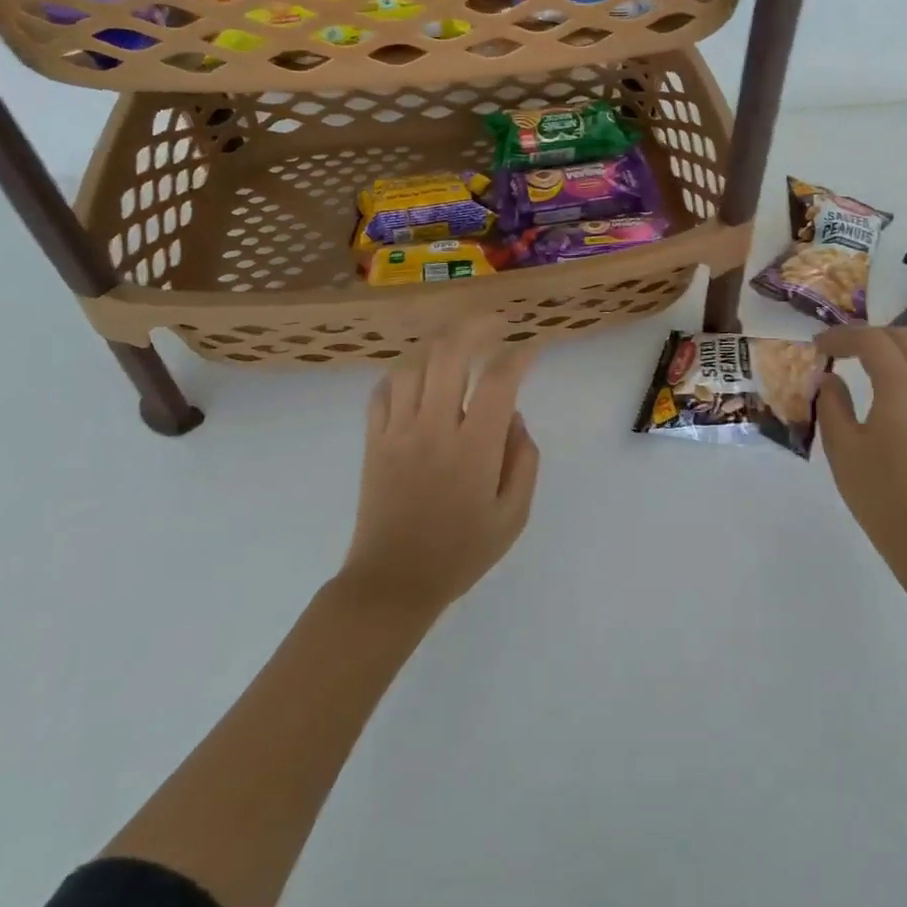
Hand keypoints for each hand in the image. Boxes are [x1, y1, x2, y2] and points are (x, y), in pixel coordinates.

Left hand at [339, 323, 540, 616]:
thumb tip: (514, 417)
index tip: (533, 347)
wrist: (394, 582)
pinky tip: (419, 375)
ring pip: (412, 364)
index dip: (521, 355)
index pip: (500, 380)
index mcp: (474, 448)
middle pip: (449, 353)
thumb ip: (524, 460)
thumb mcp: (514, 515)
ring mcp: (397, 431)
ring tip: (458, 344)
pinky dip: (403, 372)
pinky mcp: (373, 441)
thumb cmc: (461, 552)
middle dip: (476, 327)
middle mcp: (434, 428)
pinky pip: (383, 390)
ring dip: (438, 345)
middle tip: (496, 324)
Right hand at [816, 326, 906, 592]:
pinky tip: (895, 380)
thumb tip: (830, 378)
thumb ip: (832, 403)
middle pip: (902, 337)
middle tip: (838, 348)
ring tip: (869, 357)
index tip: (817, 345)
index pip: (871, 341)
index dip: (841, 336)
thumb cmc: (878, 490)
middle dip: (867, 336)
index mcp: (901, 385)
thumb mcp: (842, 445)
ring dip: (895, 344)